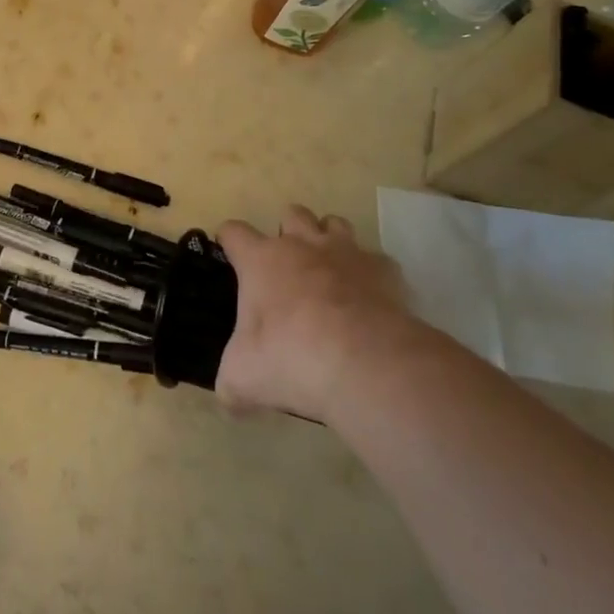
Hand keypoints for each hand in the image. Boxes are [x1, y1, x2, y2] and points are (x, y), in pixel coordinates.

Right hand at [216, 205, 416, 423]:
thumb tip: (230, 399)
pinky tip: (369, 300)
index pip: (234, 232)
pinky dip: (370, 275)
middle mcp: (302, 245)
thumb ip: (231, 384)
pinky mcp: (384, 270)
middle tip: (287, 269)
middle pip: (291, 214)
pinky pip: (376, 260)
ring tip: (329, 273)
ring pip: (334, 223)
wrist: (365, 363)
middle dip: (287, 233)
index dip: (228, 240)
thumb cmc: (291, 359)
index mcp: (262, 260)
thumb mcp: (243, 378)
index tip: (228, 254)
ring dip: (328, 241)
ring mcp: (347, 252)